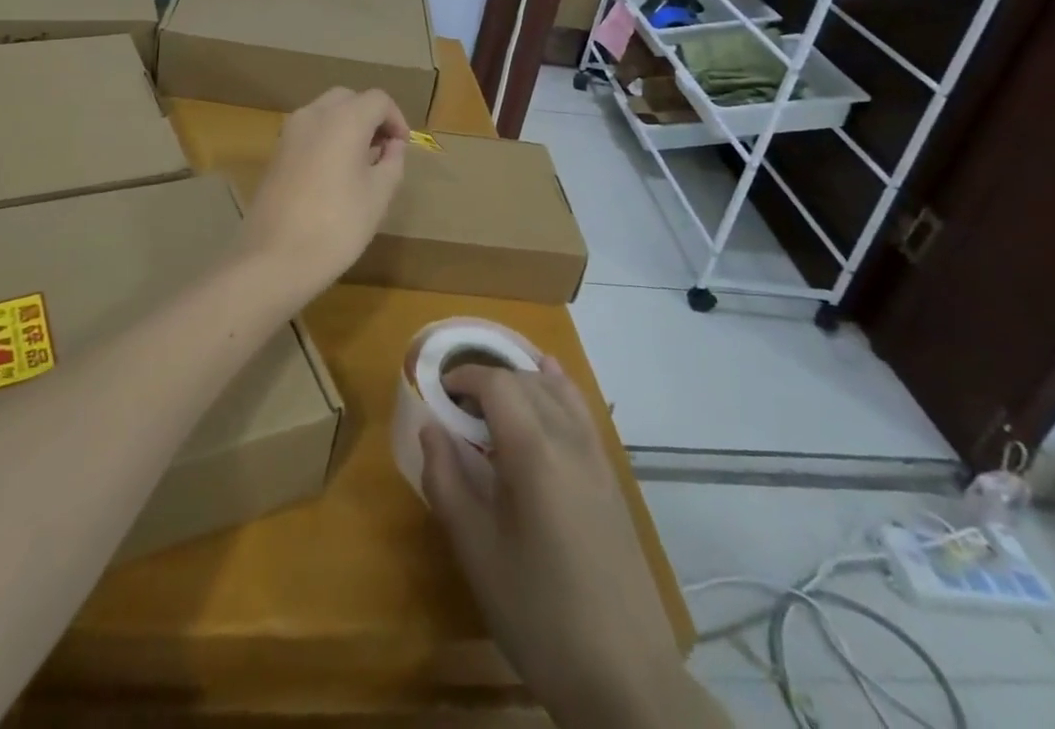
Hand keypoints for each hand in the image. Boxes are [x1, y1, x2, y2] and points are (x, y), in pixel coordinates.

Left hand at [242, 87, 409, 300]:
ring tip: (361, 163)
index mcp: (344, 119)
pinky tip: (334, 173)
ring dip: (347, 126)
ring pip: (325, 113)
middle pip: (349, 99)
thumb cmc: (337, 226)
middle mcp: (314, 115)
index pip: (378, 100)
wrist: (274, 258)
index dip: (396, 119)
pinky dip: (326, 139)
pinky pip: (308, 131)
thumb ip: (392, 162)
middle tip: (383, 150)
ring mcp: (289, 132)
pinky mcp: (275, 153)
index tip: (403, 148)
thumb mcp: (379, 195)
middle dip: (370, 118)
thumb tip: (392, 146)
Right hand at [421, 361, 723, 728]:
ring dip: (521, 382)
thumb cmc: (539, 614)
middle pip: (525, 380)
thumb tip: (430, 429)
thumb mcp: (477, 552)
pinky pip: (581, 411)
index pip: (496, 383)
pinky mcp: (612, 477)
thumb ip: (446, 481)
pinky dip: (558, 390)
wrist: (625, 678)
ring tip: (493, 403)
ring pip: (556, 390)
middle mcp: (569, 438)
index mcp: (534, 450)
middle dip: (488, 380)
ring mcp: (597, 456)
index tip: (439, 392)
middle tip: (457, 408)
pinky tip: (548, 391)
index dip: (464, 377)